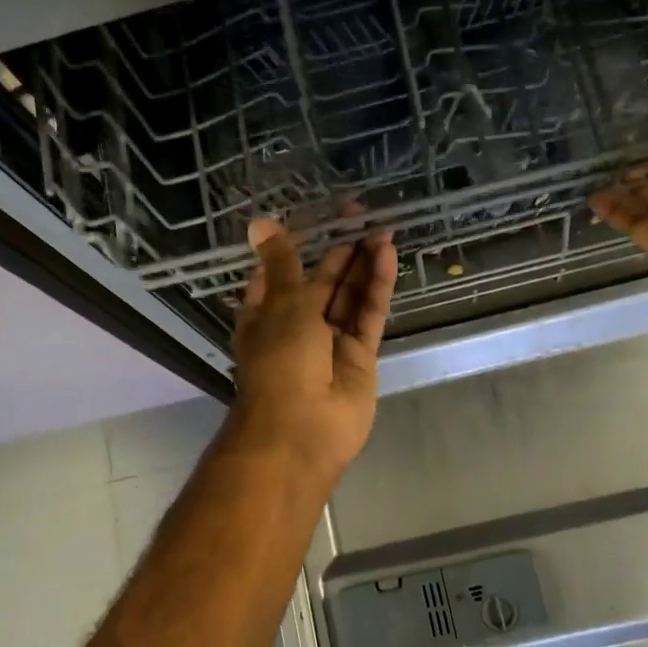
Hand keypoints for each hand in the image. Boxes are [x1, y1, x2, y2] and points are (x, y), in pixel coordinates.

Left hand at [228, 220, 398, 481]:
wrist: (302, 429)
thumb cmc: (280, 361)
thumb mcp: (280, 303)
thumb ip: (282, 263)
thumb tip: (260, 222)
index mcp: (266, 315)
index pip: (280, 274)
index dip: (297, 248)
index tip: (317, 218)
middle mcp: (298, 327)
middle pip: (321, 283)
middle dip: (339, 254)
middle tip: (361, 217)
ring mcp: (331, 343)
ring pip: (349, 297)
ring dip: (363, 266)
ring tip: (382, 229)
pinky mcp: (360, 356)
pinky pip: (369, 314)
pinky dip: (378, 286)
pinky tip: (388, 254)